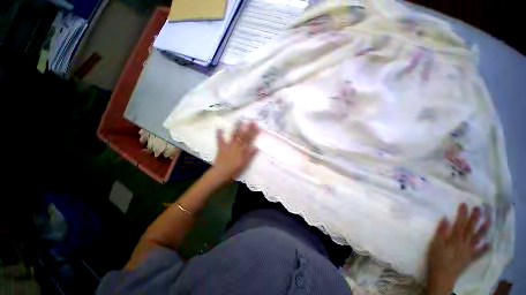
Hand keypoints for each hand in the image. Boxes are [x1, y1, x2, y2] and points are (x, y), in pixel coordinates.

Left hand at [211, 122, 259, 181]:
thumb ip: (250, 155)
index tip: (258, 126)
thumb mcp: (245, 164)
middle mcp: (236, 146)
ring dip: (236, 127)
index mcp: (242, 150)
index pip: (250, 140)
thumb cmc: (235, 171)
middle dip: (248, 128)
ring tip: (239, 119)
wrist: (221, 174)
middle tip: (251, 120)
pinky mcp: (221, 148)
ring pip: (233, 135)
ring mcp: (228, 146)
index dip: (254, 133)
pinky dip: (219, 134)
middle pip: (243, 136)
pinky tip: (219, 128)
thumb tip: (256, 147)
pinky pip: (220, 140)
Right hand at [426, 203, 490, 293]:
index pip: (460, 224)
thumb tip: (446, 218)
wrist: (442, 276)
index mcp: (455, 239)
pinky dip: (484, 249)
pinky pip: (478, 253)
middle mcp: (464, 243)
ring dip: (483, 230)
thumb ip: (441, 232)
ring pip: (477, 239)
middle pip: (471, 229)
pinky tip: (489, 244)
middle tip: (479, 209)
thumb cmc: (436, 258)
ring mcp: (468, 252)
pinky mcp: (469, 259)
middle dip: (475, 219)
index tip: (465, 204)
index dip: (463, 214)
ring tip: (488, 222)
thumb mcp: (435, 244)